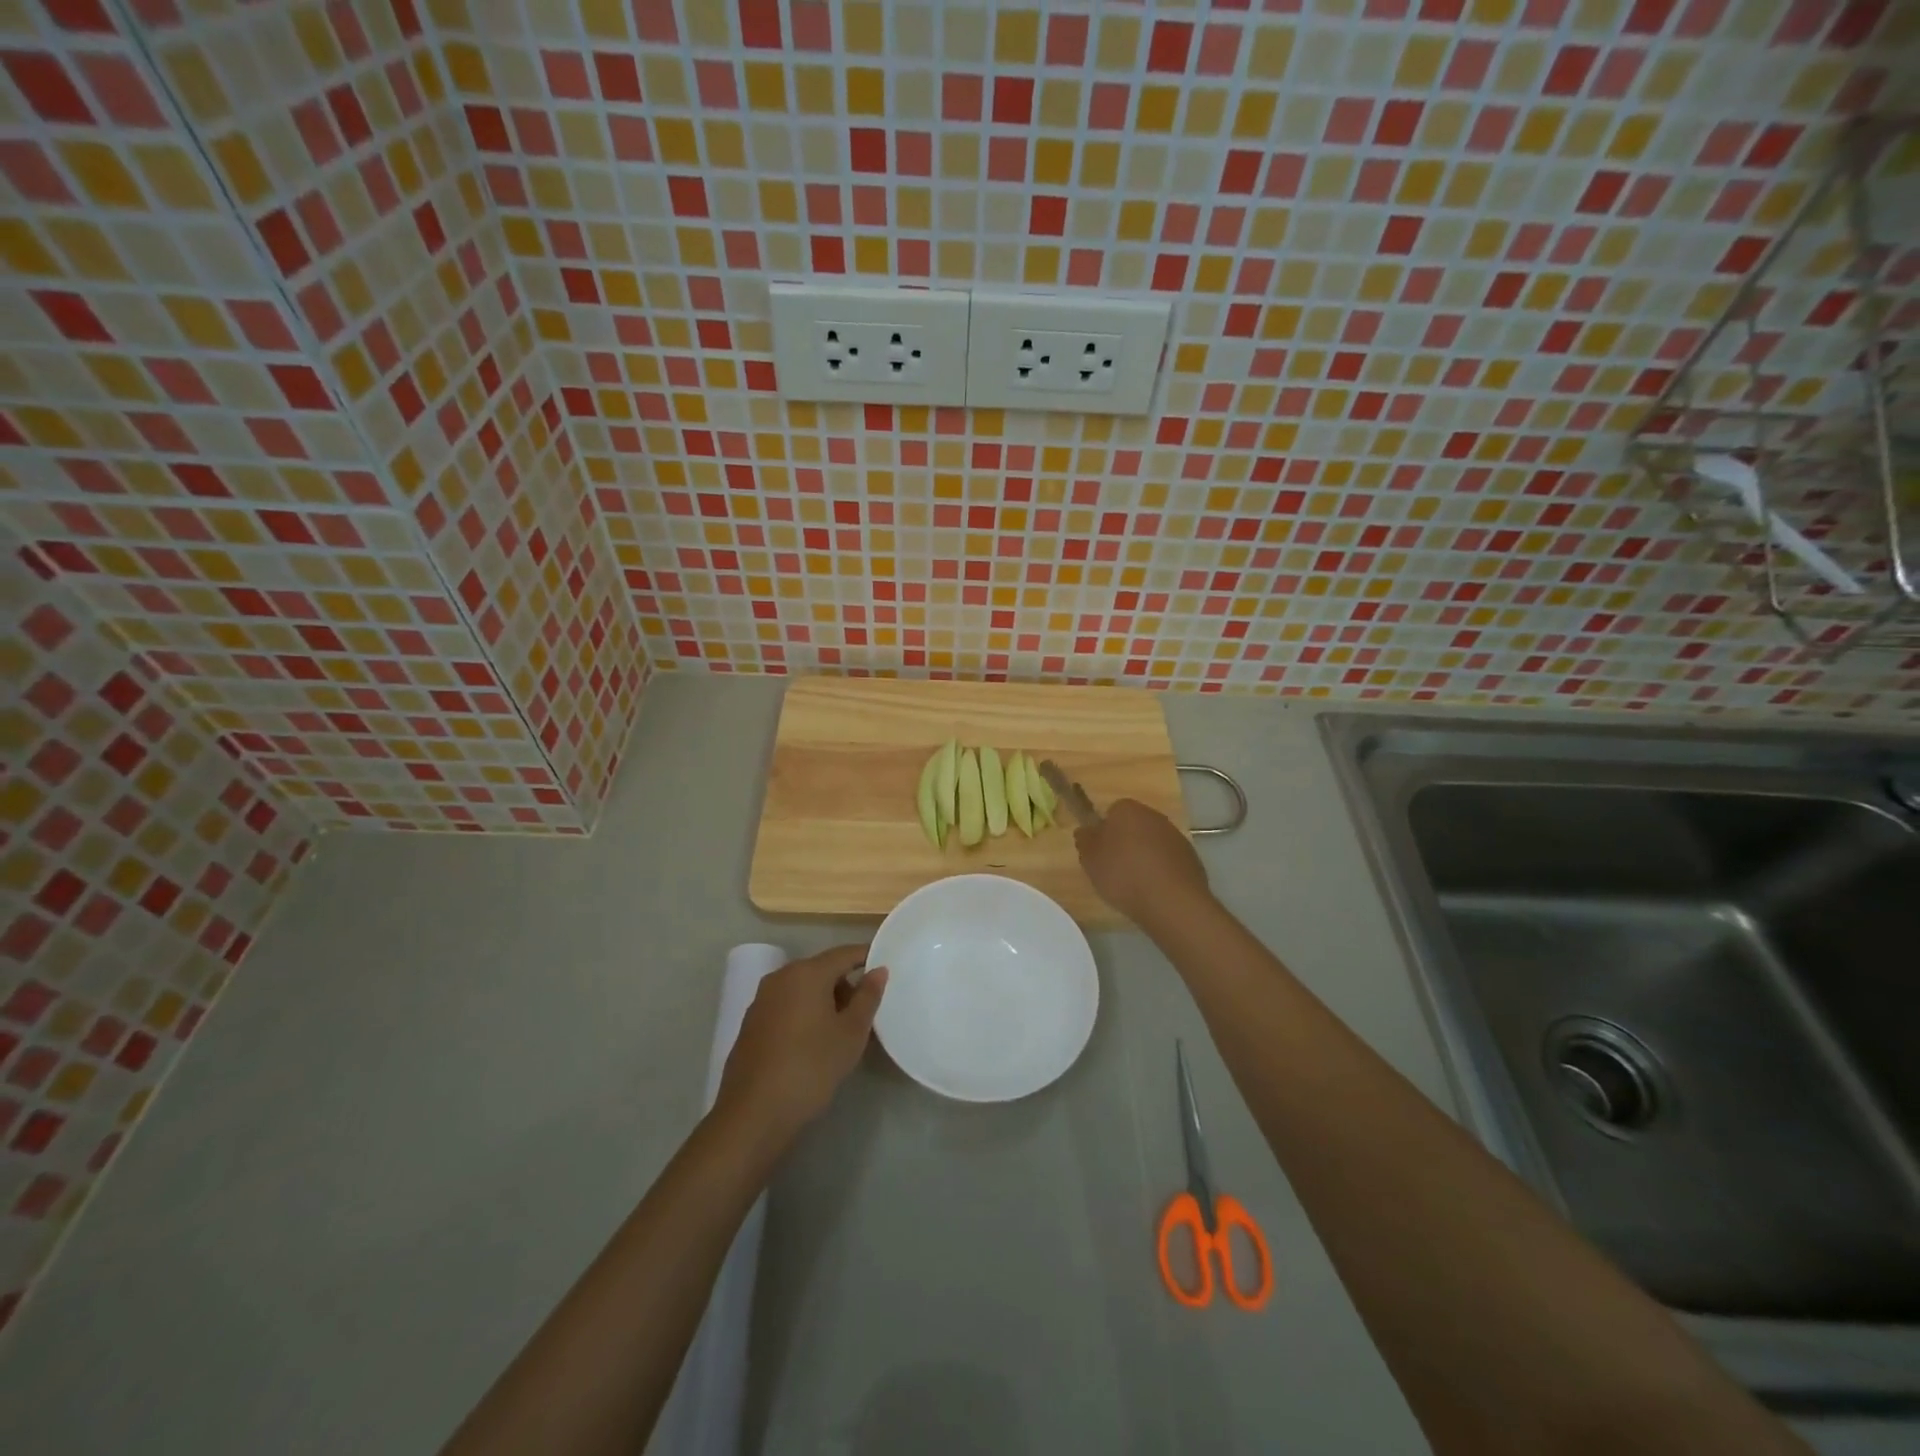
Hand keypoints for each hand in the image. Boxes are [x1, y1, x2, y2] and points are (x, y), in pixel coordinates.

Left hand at [712, 944, 886, 1155]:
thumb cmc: (810, 1067)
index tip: (886, 969)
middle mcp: (781, 977)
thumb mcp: (850, 1033)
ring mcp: (762, 1000)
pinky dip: (805, 1014)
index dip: (867, 957)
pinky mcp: (752, 1024)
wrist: (753, 1114)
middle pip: (822, 970)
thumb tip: (878, 970)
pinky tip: (815, 1043)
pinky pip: (787, 1006)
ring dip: (826, 1001)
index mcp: (806, 973)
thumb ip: (867, 997)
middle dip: (846, 984)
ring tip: (844, 1031)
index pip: (844, 953)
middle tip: (867, 1011)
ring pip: (803, 989)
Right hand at [1075, 799, 1211, 928]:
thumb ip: (1085, 840)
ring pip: (1152, 842)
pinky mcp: (1191, 857)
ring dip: (1144, 857)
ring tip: (1134, 884)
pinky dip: (1161, 870)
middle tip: (1114, 868)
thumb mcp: (1090, 859)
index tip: (1100, 852)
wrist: (1171, 901)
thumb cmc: (1123, 874)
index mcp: (1127, 809)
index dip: (1104, 832)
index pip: (1111, 812)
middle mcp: (1154, 815)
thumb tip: (1086, 830)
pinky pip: (1168, 860)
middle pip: (1133, 826)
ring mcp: (1176, 836)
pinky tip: (1154, 890)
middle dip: (1125, 842)